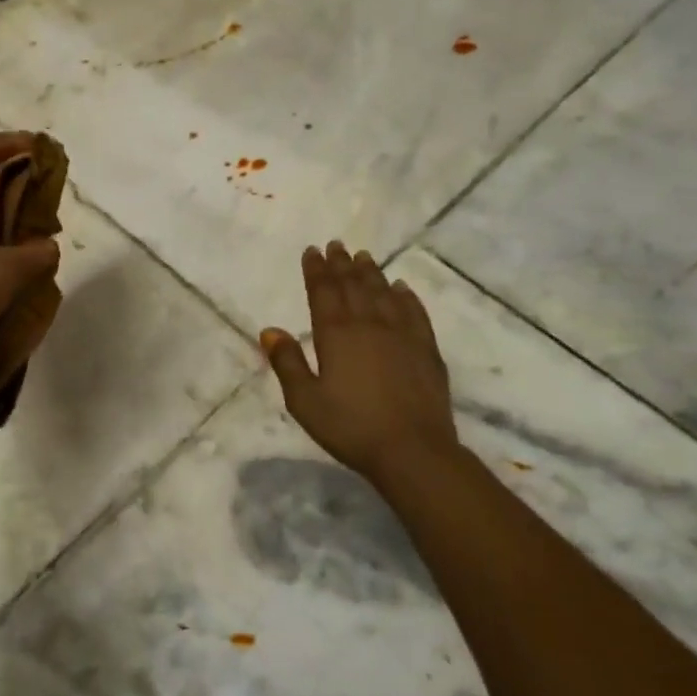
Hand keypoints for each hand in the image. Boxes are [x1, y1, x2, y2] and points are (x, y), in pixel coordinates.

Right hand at [262, 242, 462, 486]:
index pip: (323, 292)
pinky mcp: (426, 349)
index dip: (316, 270)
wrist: (413, 450)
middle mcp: (369, 324)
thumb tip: (269, 330)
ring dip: (371, 273)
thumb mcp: (305, 401)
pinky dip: (406, 296)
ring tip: (364, 257)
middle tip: (336, 245)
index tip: (312, 250)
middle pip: (353, 286)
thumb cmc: (350, 427)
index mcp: (336, 334)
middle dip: (342, 264)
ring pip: (383, 293)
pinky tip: (402, 288)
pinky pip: (415, 312)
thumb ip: (288, 363)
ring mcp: (402, 334)